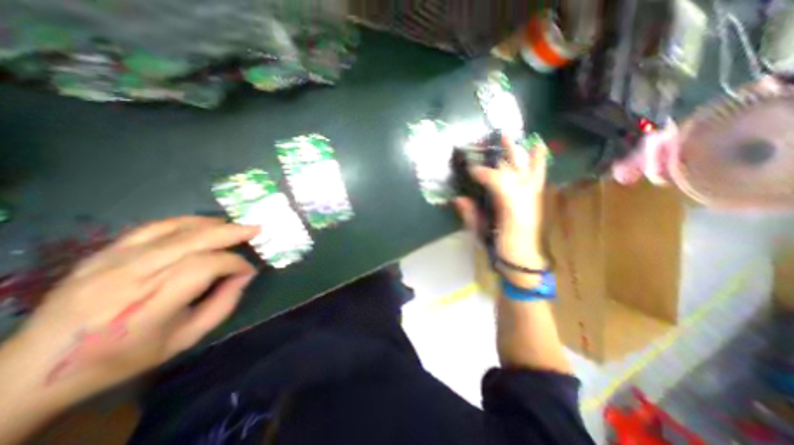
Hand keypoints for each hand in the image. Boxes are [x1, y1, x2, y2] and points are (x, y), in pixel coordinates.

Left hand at [0, 217, 258, 408]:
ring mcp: (113, 260)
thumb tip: (245, 276)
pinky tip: (204, 224)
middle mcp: (132, 276)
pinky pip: (152, 227)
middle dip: (232, 233)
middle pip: (194, 241)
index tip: (248, 271)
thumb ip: (223, 304)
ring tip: (235, 226)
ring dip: (213, 225)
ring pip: (176, 230)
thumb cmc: (124, 357)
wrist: (33, 369)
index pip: (207, 266)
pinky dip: (185, 222)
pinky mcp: (103, 252)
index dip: (235, 264)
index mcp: (151, 304)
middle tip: (256, 230)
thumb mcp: (185, 339)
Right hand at [455, 135, 548, 288]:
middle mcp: (526, 199)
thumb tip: (458, 199)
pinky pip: (538, 176)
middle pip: (517, 170)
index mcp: (511, 209)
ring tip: (520, 137)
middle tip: (499, 136)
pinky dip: (539, 163)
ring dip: (525, 153)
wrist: (524, 261)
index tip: (470, 169)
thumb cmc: (501, 249)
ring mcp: (533, 198)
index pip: (498, 183)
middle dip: (508, 152)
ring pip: (531, 170)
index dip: (484, 173)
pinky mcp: (536, 200)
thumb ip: (471, 215)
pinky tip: (540, 149)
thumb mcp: (482, 234)